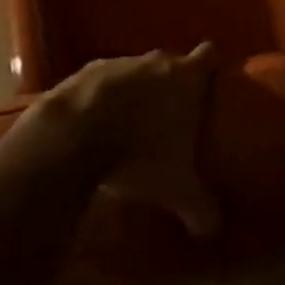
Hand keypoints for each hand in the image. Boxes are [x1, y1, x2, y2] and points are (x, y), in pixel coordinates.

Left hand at [36, 43, 220, 236]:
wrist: (72, 136)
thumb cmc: (139, 153)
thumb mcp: (176, 189)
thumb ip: (199, 206)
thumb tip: (213, 229)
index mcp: (186, 77)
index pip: (210, 55)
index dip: (211, 68)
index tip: (210, 87)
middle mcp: (155, 61)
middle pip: (171, 63)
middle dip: (172, 85)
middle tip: (172, 117)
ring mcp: (118, 62)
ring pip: (135, 71)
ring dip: (135, 92)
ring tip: (131, 125)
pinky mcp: (83, 71)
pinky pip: (101, 82)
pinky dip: (102, 99)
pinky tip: (96, 126)